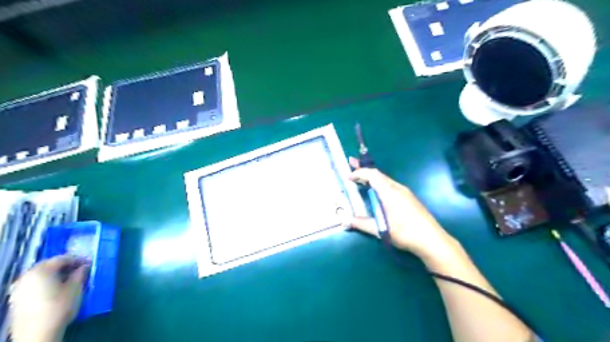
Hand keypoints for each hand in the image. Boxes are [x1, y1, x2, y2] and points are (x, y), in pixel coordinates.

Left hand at [9, 257, 87, 341]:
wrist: (37, 332)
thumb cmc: (60, 306)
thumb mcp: (76, 287)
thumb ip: (80, 274)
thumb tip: (84, 266)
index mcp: (42, 270)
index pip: (62, 258)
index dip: (78, 259)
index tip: (89, 262)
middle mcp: (27, 276)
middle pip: (48, 265)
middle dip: (65, 265)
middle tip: (80, 269)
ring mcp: (19, 287)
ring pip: (40, 274)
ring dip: (55, 273)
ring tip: (69, 278)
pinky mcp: (16, 298)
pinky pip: (33, 283)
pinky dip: (45, 282)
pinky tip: (55, 288)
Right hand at [346, 157, 459, 261]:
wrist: (432, 240)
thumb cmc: (405, 233)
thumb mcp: (381, 230)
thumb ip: (363, 224)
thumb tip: (346, 221)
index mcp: (390, 192)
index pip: (372, 175)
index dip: (359, 173)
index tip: (348, 176)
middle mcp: (397, 188)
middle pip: (378, 174)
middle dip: (363, 169)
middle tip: (351, 163)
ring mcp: (404, 192)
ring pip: (384, 179)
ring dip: (371, 177)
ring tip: (360, 178)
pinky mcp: (408, 198)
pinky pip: (390, 185)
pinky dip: (378, 184)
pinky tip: (376, 191)